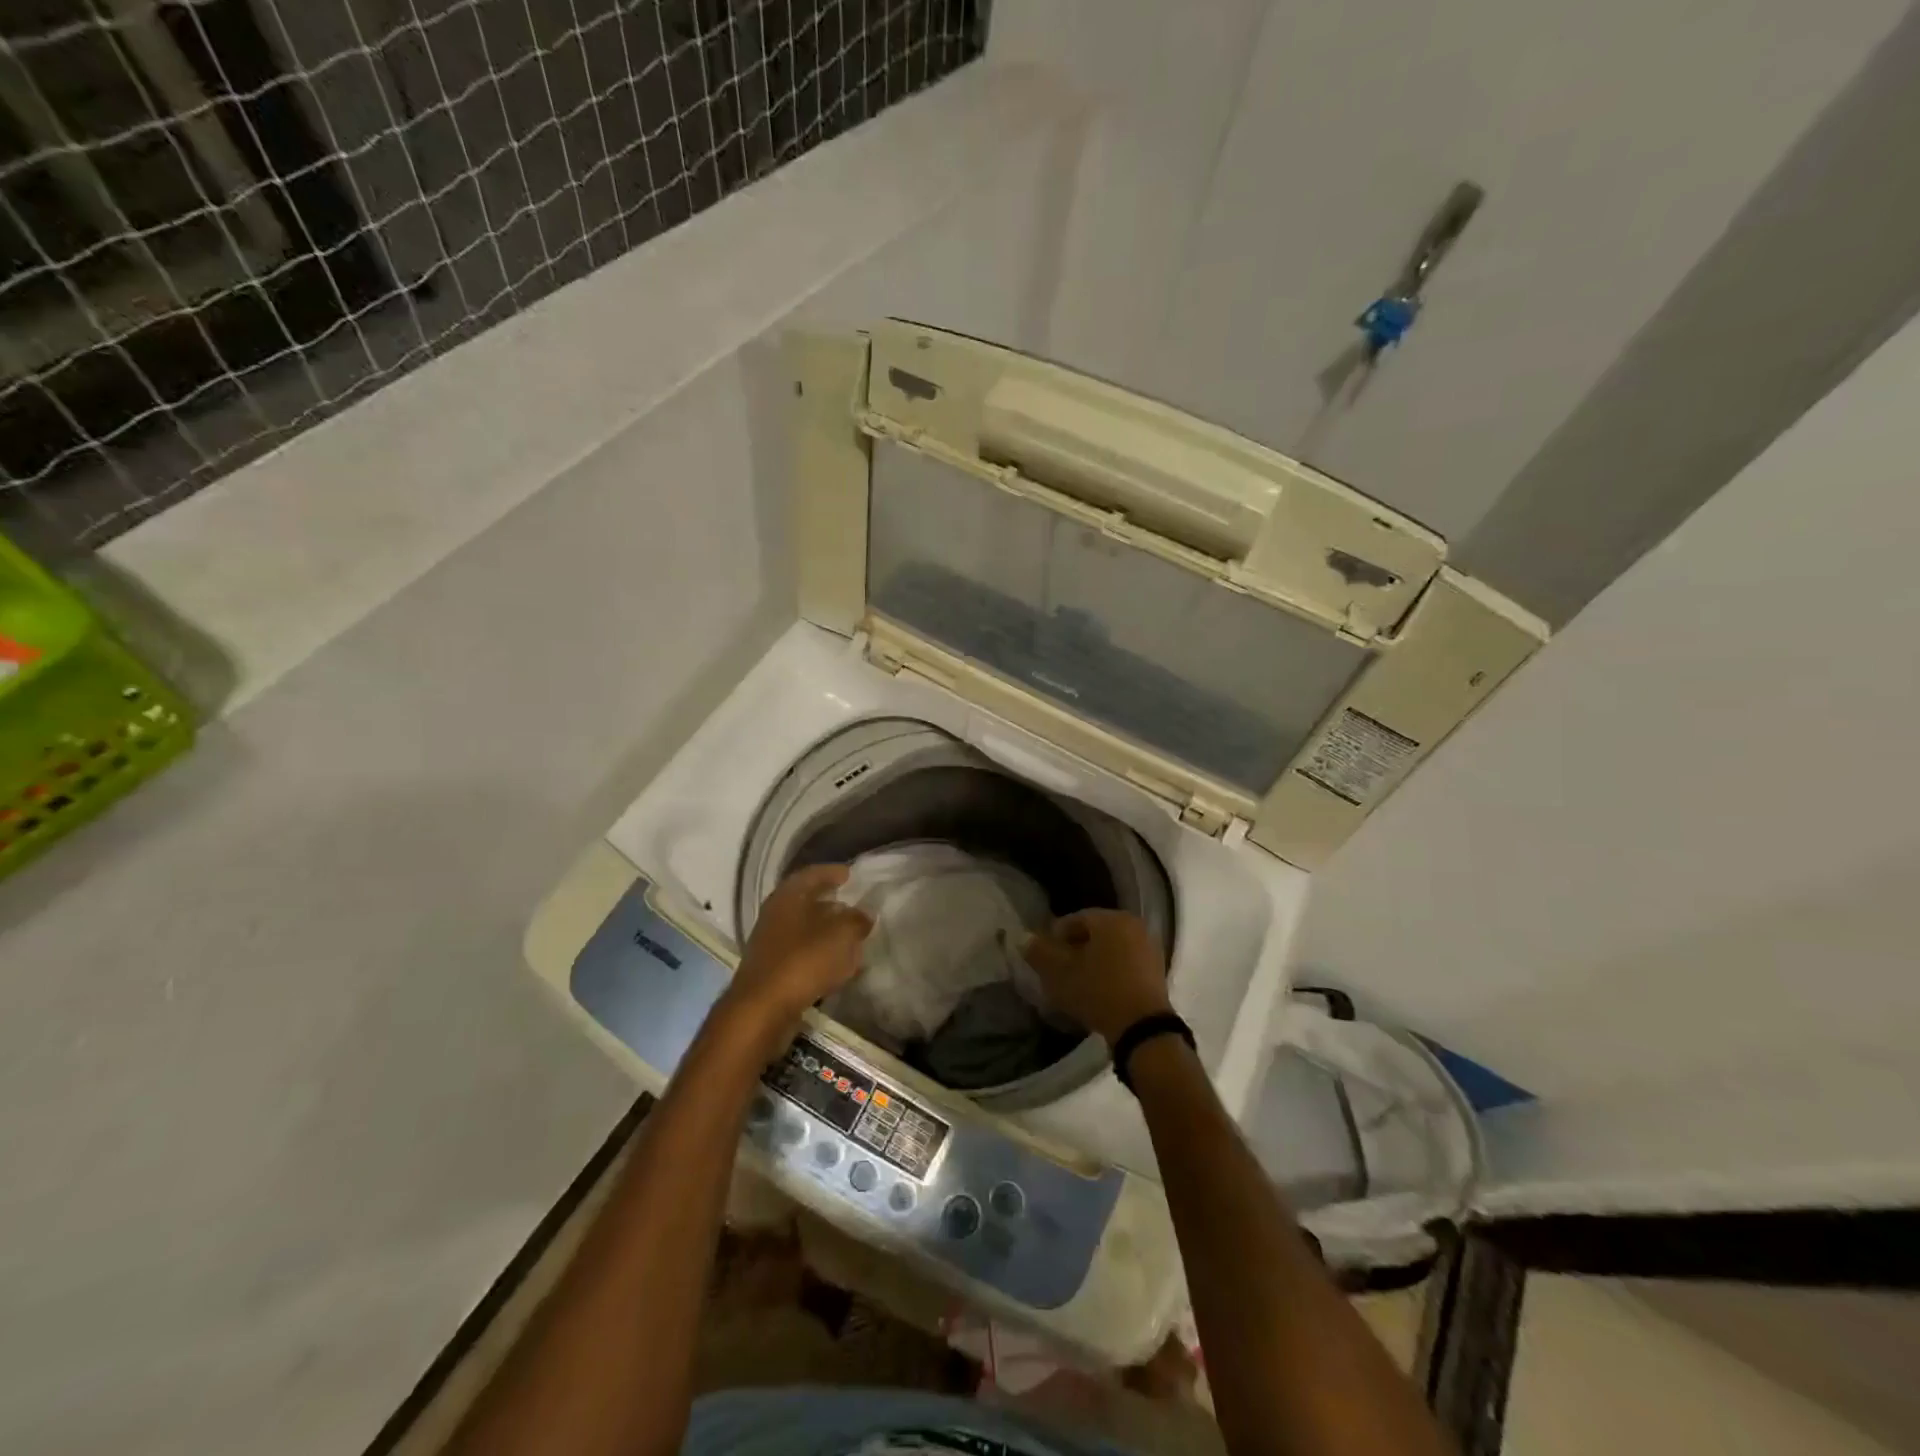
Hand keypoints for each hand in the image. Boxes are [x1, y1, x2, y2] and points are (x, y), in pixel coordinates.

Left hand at [719, 865, 871, 1049]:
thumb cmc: (803, 961)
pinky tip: (839, 964)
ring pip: (804, 929)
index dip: (832, 872)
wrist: (762, 1010)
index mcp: (788, 897)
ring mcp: (770, 943)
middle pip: (806, 901)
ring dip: (827, 931)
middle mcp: (775, 915)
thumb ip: (856, 920)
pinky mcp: (772, 970)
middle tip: (853, 904)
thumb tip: (864, 914)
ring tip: (852, 936)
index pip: (812, 874)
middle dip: (830, 902)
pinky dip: (821, 954)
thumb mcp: (841, 934)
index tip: (850, 874)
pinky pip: (802, 954)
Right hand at [1023, 909, 1171, 1045]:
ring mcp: (1149, 948)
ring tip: (1077, 984)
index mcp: (1111, 919)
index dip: (1055, 937)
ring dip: (1092, 962)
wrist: (1143, 1029)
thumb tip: (1024, 938)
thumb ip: (1039, 953)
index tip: (1044, 957)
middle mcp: (1133, 925)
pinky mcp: (1157, 971)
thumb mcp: (1060, 973)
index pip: (1075, 919)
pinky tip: (1099, 992)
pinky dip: (1110, 973)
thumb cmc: (1098, 992)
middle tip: (1058, 971)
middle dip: (1074, 950)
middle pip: (1094, 933)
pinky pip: (1125, 964)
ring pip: (1110, 949)